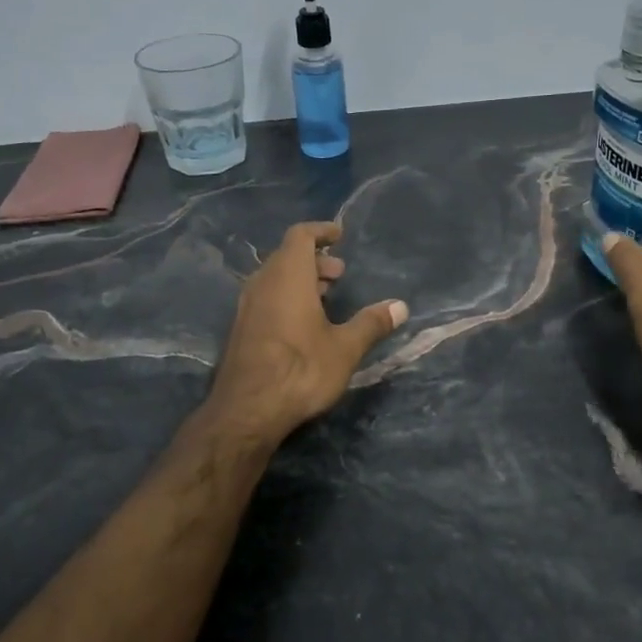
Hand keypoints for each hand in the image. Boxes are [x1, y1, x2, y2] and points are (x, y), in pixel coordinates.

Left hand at [206, 221, 407, 444]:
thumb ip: (371, 323)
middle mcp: (262, 283)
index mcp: (288, 276)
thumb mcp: (345, 348)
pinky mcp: (240, 329)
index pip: (300, 235)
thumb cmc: (301, 370)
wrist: (247, 410)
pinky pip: (265, 298)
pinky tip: (303, 323)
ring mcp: (246, 307)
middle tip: (339, 273)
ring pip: (274, 278)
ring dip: (300, 279)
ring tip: (326, 296)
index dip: (320, 231)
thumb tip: (401, 306)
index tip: (339, 235)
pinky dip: (286, 296)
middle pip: (286, 256)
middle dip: (315, 259)